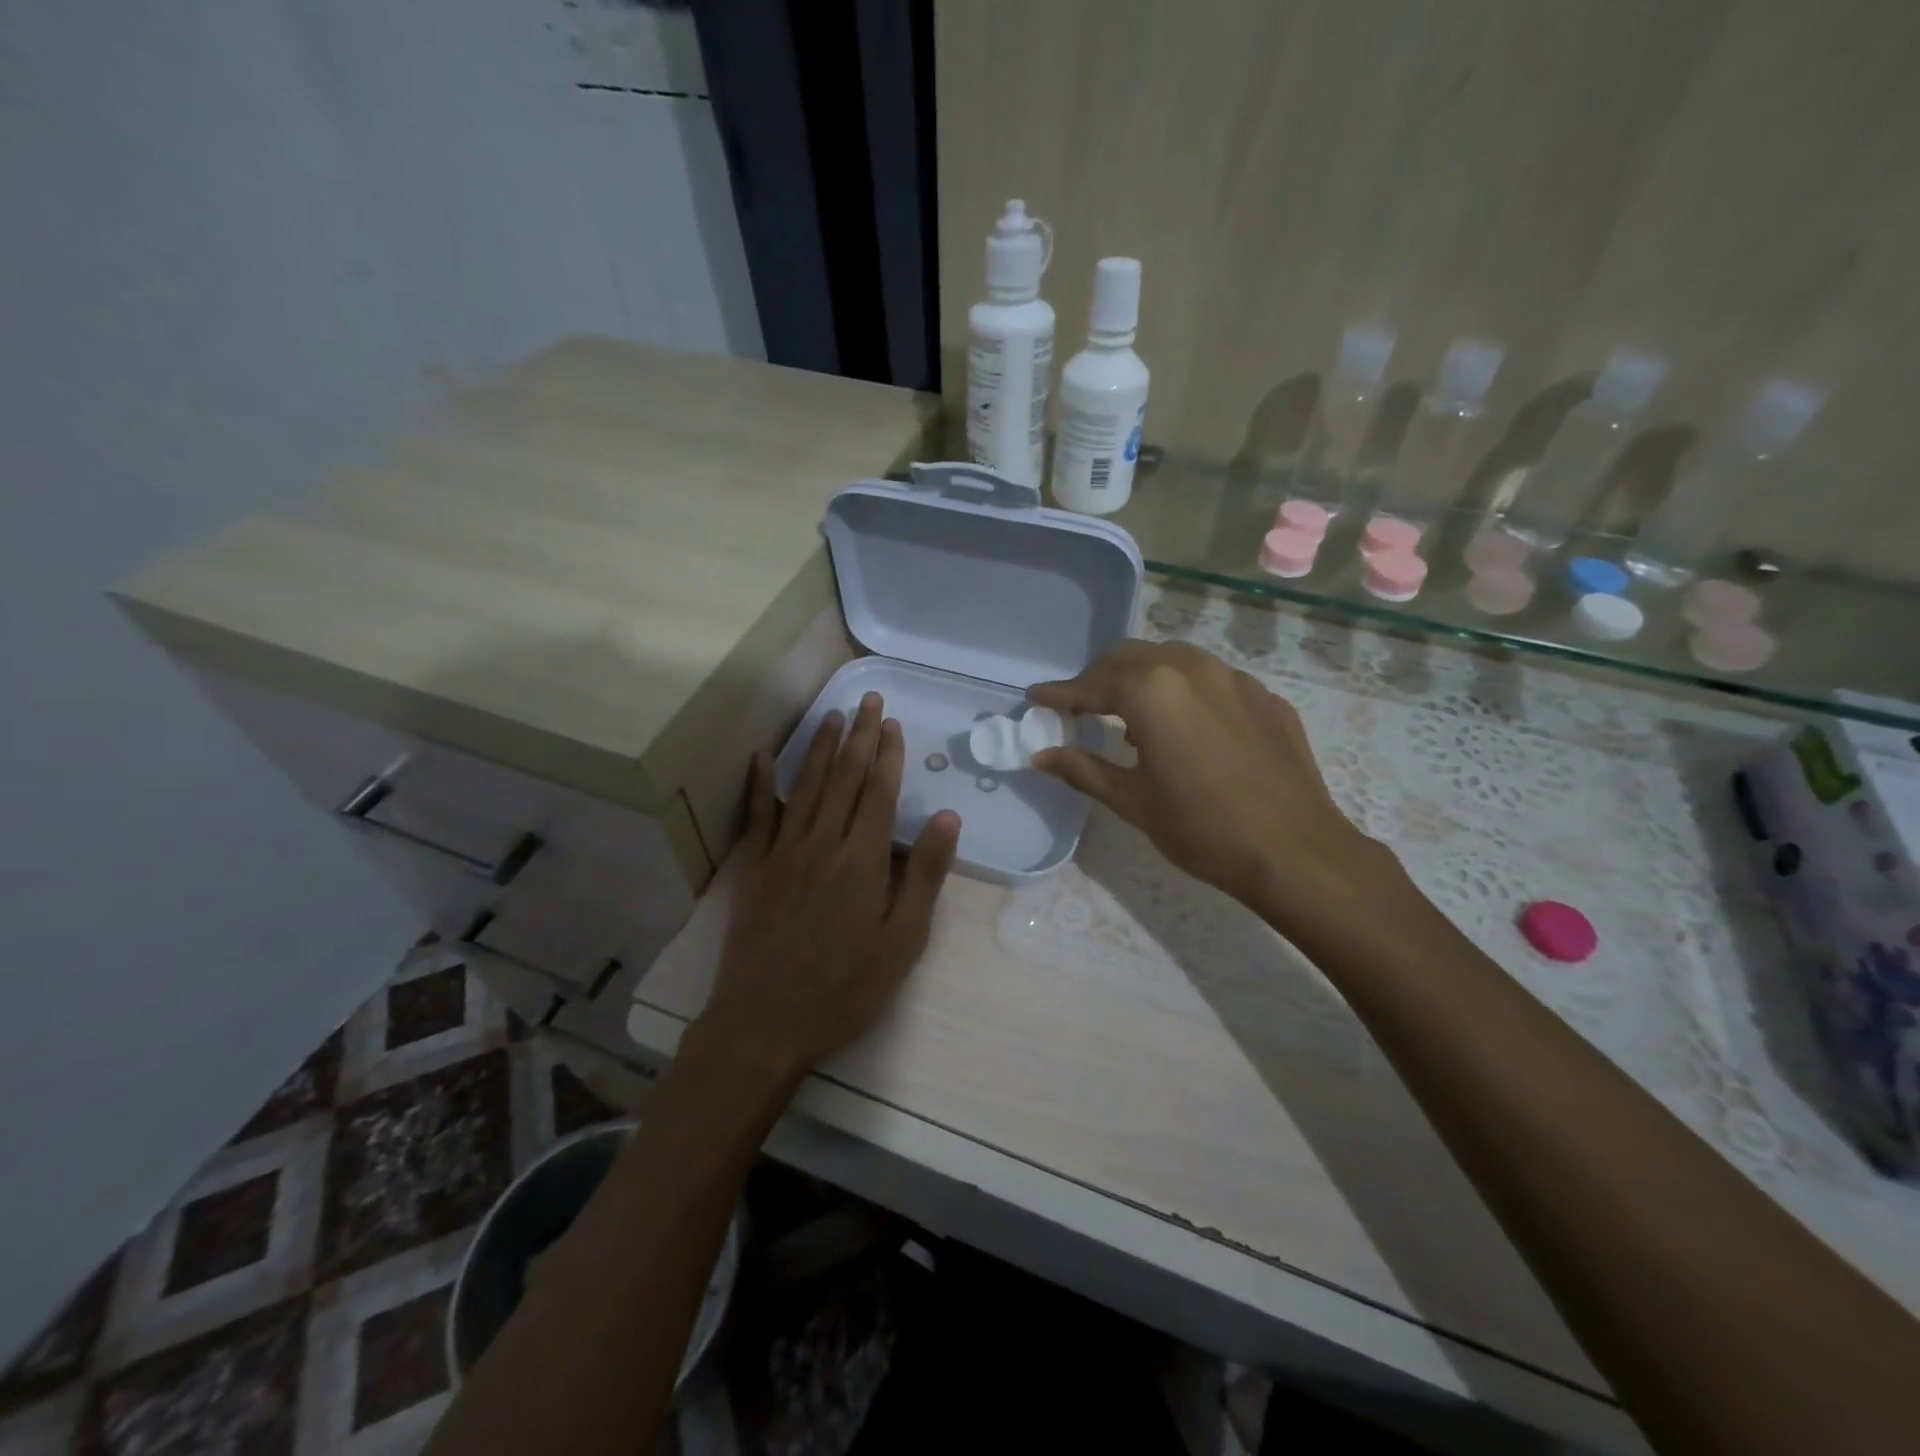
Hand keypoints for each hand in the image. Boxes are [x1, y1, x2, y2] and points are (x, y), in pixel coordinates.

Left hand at [697, 693, 960, 1078]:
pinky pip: (758, 814)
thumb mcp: (903, 940)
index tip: (891, 721)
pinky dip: (760, 782)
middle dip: (857, 736)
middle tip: (866, 699)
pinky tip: (761, 756)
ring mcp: (784, 852)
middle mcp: (823, 842)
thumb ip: (924, 875)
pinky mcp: (756, 868)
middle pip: (843, 777)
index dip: (887, 754)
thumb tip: (949, 817)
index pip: (879, 792)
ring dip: (818, 747)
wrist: (767, 1022)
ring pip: (804, 785)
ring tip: (830, 715)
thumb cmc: (846, 987)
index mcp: (863, 859)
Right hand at [1028, 641, 1387, 917]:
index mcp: (1152, 691)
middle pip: (1132, 657)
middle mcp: (1192, 668)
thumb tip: (1041, 756)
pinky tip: (1189, 730)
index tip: (1035, 699)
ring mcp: (1235, 679)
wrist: (1295, 851)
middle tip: (1082, 707)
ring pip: (1175, 660)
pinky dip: (1186, 693)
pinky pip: (1213, 681)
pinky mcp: (1266, 698)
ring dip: (1144, 679)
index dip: (1060, 694)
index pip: (1092, 684)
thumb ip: (1083, 769)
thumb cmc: (1201, 828)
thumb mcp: (1133, 801)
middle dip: (1100, 678)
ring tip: (1134, 719)